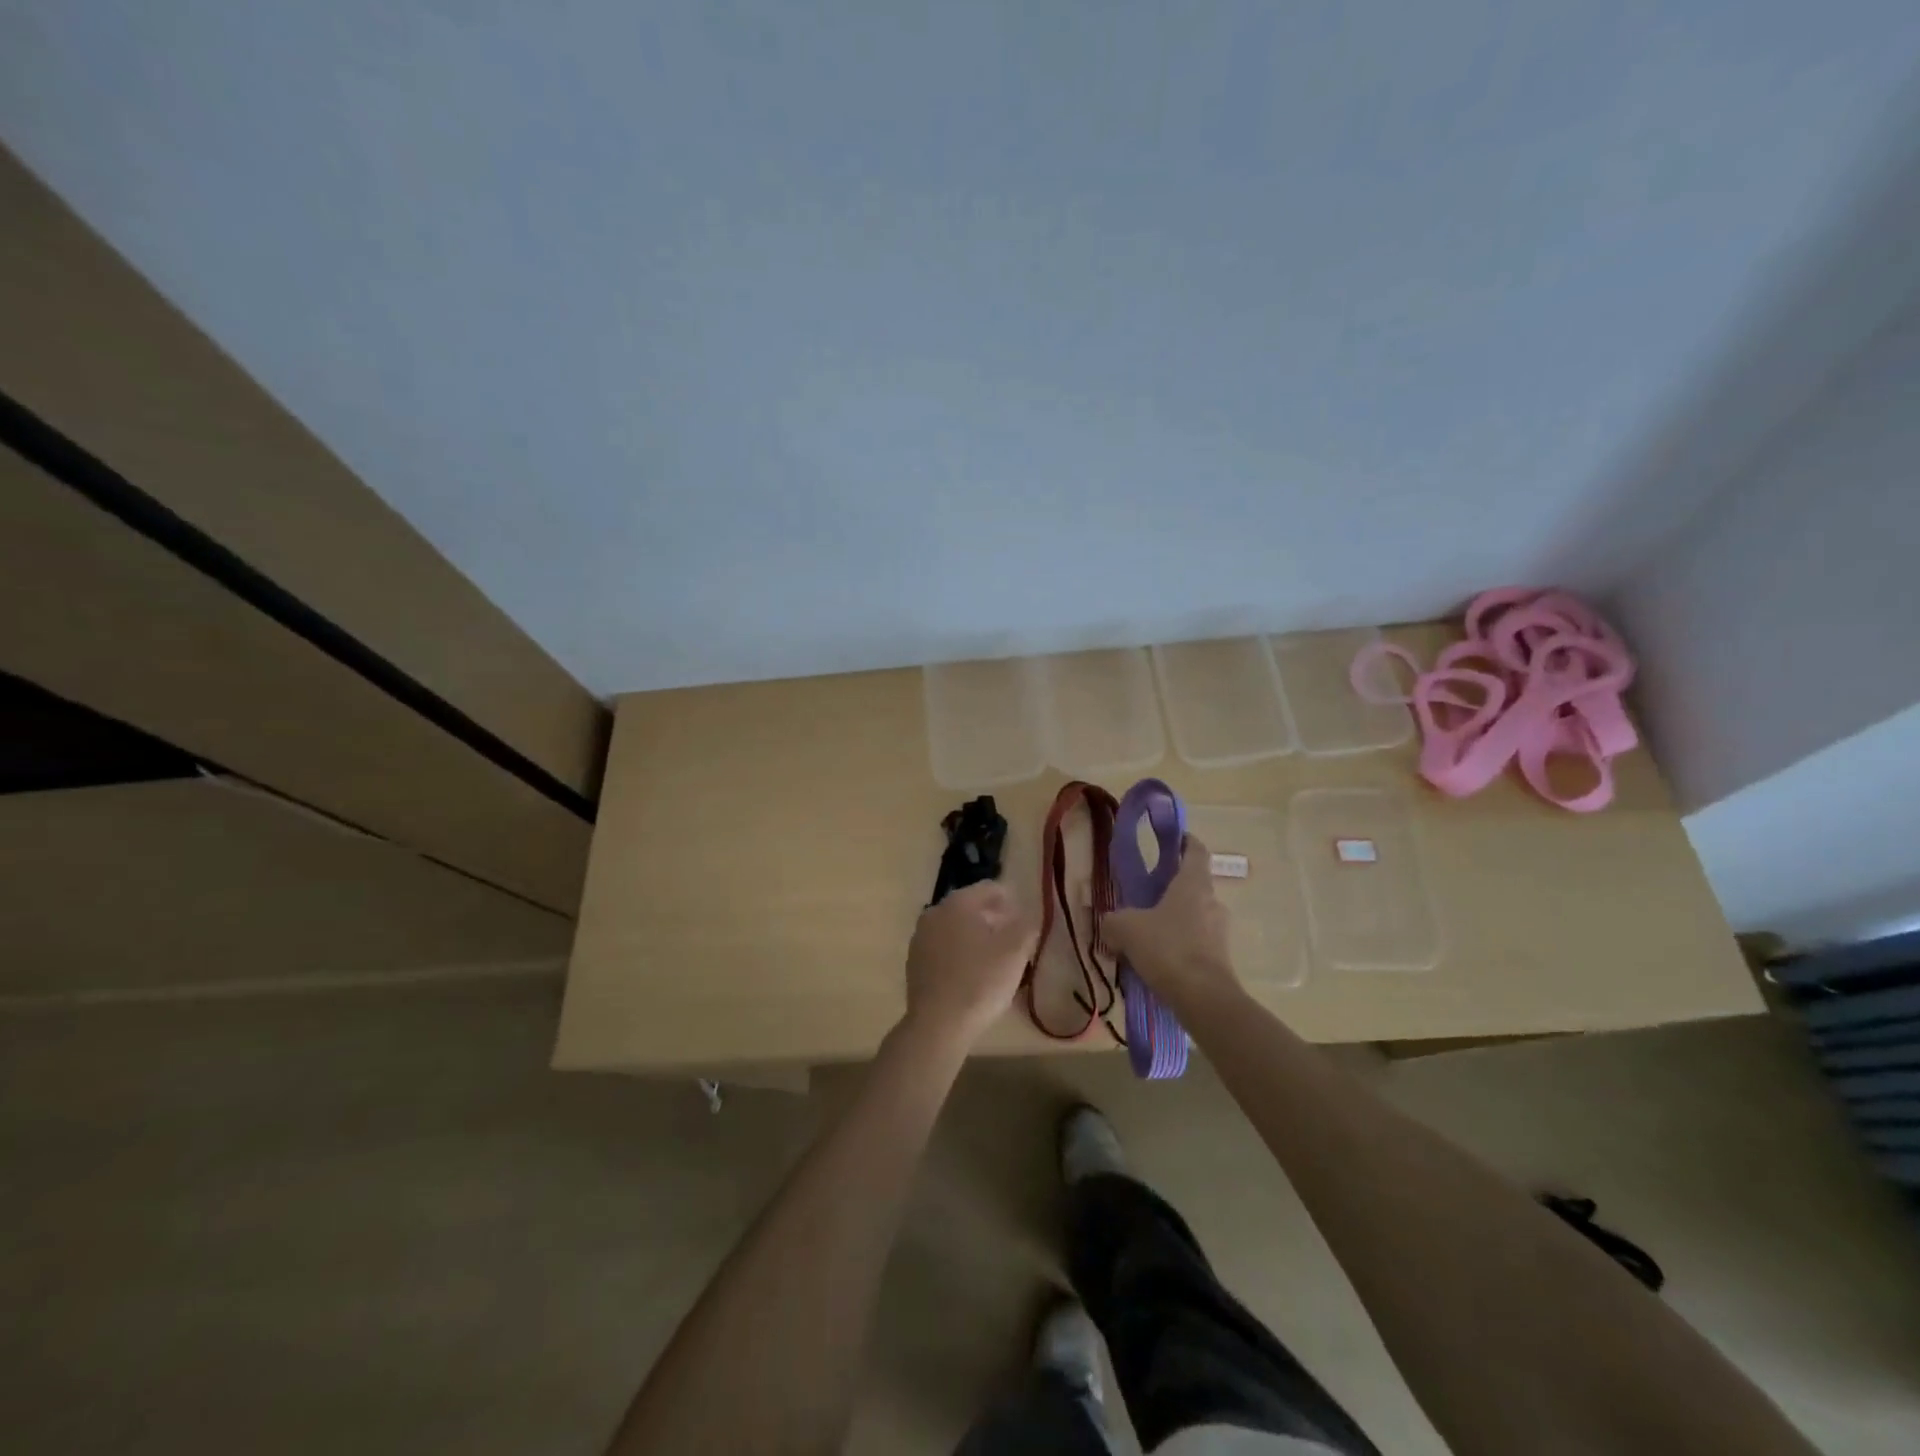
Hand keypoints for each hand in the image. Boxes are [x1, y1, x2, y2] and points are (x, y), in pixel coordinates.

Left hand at [903, 881, 1037, 1049]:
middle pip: (970, 906)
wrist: (938, 1024)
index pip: (988, 888)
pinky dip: (959, 953)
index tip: (1024, 917)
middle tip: (1013, 937)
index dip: (1011, 899)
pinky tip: (972, 973)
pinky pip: (943, 948)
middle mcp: (934, 913)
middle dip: (993, 917)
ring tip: (995, 957)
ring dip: (975, 935)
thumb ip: (1026, 926)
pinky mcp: (914, 962)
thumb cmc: (980, 981)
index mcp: (958, 903)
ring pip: (955, 928)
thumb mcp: (1015, 951)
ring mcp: (920, 938)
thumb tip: (1028, 916)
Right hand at [1105, 834, 1237, 1007]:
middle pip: (1194, 885)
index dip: (1185, 841)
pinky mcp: (1220, 959)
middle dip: (1172, 888)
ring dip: (1175, 920)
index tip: (1173, 838)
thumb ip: (1113, 921)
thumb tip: (1108, 923)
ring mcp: (1220, 932)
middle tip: (1146, 895)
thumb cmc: (1167, 948)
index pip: (1195, 850)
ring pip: (1194, 916)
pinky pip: (1196, 943)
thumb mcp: (1126, 928)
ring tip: (1148, 933)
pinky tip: (1158, 960)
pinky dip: (1180, 945)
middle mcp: (1212, 902)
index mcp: (1193, 884)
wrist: (1203, 998)